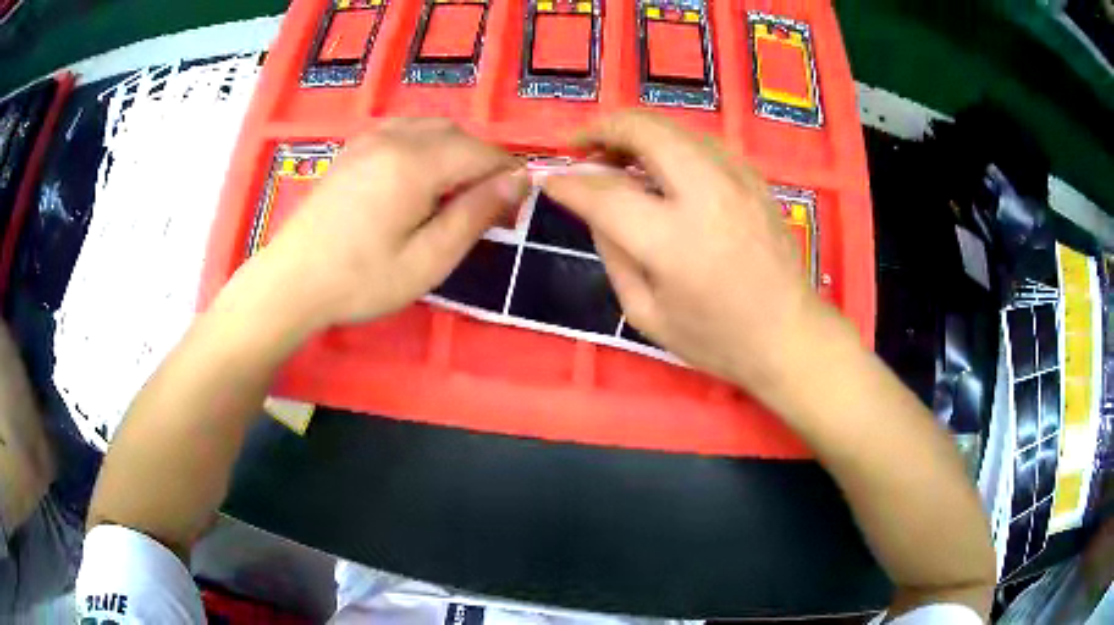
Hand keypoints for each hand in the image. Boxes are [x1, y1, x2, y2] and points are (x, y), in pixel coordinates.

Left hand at [255, 119, 527, 330]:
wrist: (292, 281)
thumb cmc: (360, 280)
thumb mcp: (428, 260)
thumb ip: (475, 214)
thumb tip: (520, 180)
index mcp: (415, 163)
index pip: (482, 153)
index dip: (507, 176)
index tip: (513, 208)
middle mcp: (395, 138)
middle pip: (458, 135)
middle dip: (481, 163)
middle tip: (483, 207)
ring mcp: (370, 138)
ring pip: (431, 128)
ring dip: (454, 152)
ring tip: (451, 194)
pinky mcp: (354, 148)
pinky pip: (403, 130)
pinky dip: (425, 145)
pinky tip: (417, 176)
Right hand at [544, 112, 837, 394]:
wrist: (789, 336)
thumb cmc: (716, 339)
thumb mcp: (646, 314)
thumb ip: (613, 255)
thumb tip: (594, 209)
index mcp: (674, 241)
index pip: (606, 193)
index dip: (569, 184)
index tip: (549, 180)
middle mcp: (707, 195)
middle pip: (645, 131)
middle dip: (602, 128)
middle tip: (581, 145)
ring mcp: (737, 179)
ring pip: (675, 128)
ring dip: (636, 132)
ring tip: (615, 154)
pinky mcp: (753, 178)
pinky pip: (700, 143)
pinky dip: (670, 144)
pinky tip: (660, 168)